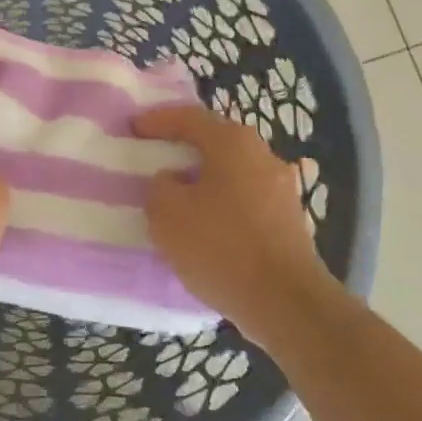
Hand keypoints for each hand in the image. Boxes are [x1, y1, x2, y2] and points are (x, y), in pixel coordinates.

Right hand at [133, 105, 335, 347]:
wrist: (285, 302)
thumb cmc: (220, 247)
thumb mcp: (167, 214)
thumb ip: (160, 187)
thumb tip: (172, 181)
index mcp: (234, 143)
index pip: (189, 118)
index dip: (157, 120)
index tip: (132, 127)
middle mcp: (263, 156)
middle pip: (215, 142)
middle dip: (183, 148)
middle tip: (155, 157)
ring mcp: (282, 189)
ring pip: (232, 173)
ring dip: (204, 180)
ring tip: (178, 196)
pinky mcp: (289, 221)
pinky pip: (245, 201)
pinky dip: (222, 205)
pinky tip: (207, 226)